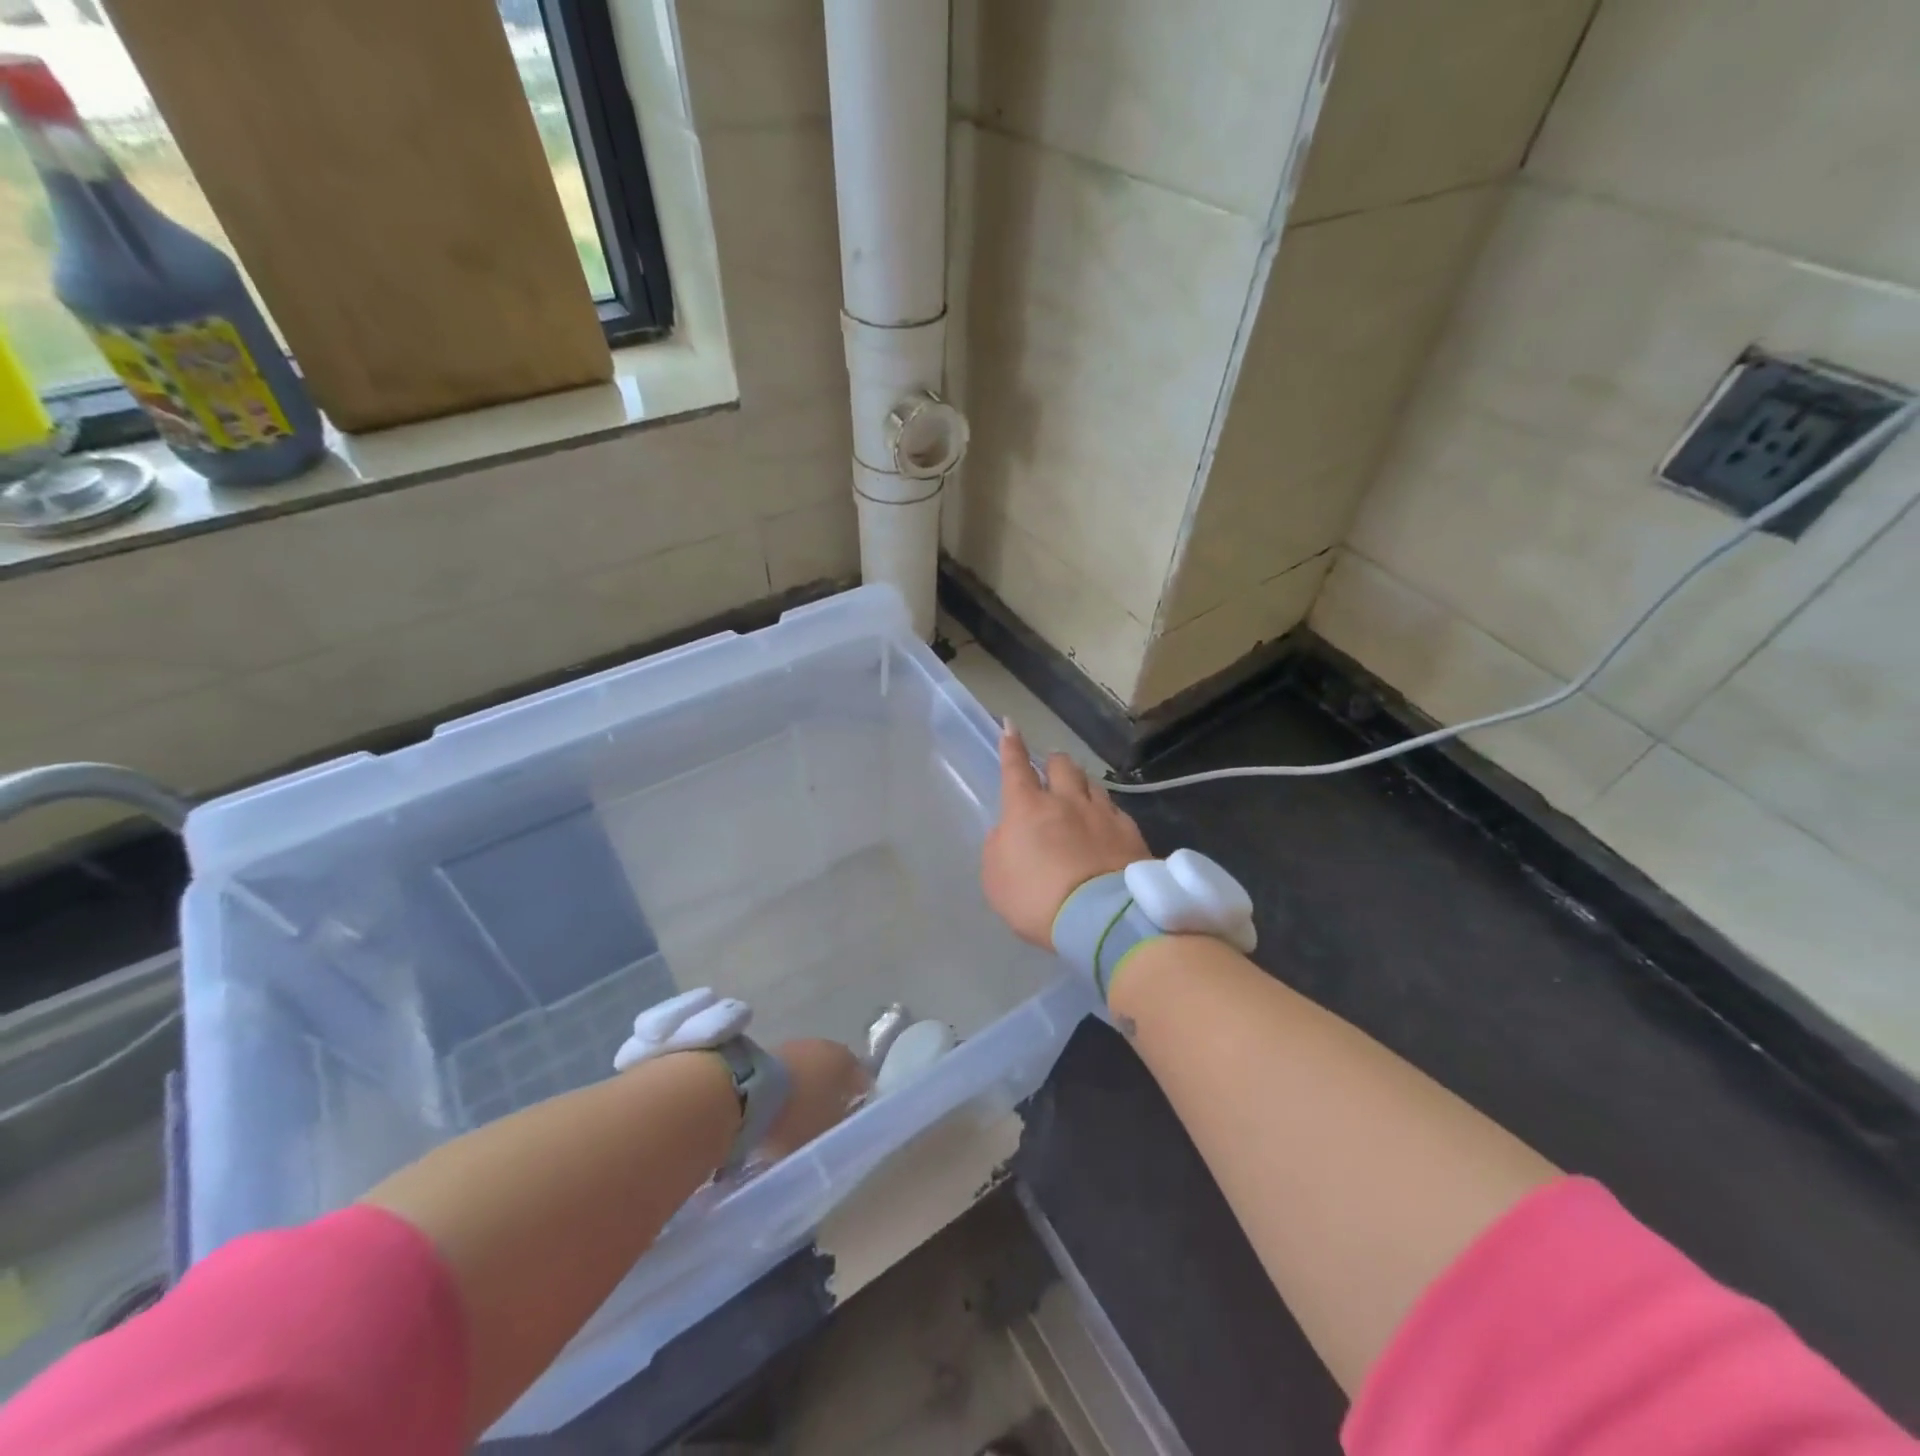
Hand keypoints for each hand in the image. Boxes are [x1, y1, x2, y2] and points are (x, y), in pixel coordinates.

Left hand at [760, 1039, 870, 1160]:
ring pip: (808, 1070)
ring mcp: (796, 1046)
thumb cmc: (799, 1114)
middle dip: (830, 1092)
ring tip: (798, 1117)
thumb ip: (843, 1127)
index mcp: (846, 1062)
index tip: (852, 1119)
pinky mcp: (769, 1052)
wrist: (747, 1093)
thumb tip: (847, 1123)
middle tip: (825, 1118)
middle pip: (833, 1072)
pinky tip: (778, 1110)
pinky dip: (786, 1089)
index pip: (861, 1079)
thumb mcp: (829, 1131)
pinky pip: (786, 1074)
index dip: (859, 1099)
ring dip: (806, 1089)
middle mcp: (826, 1046)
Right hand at [984, 721, 1150, 948]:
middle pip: (1061, 765)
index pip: (1015, 768)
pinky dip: (1107, 810)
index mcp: (1027, 808)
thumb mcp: (997, 879)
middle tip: (1051, 768)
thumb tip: (1009, 830)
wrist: (1101, 918)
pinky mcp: (1130, 832)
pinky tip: (1108, 821)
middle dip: (1053, 762)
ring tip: (1080, 790)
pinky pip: (1115, 810)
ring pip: (1091, 782)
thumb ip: (1000, 847)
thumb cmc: (1037, 900)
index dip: (1011, 746)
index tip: (1010, 726)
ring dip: (1081, 782)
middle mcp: (1066, 801)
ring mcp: (1102, 814)